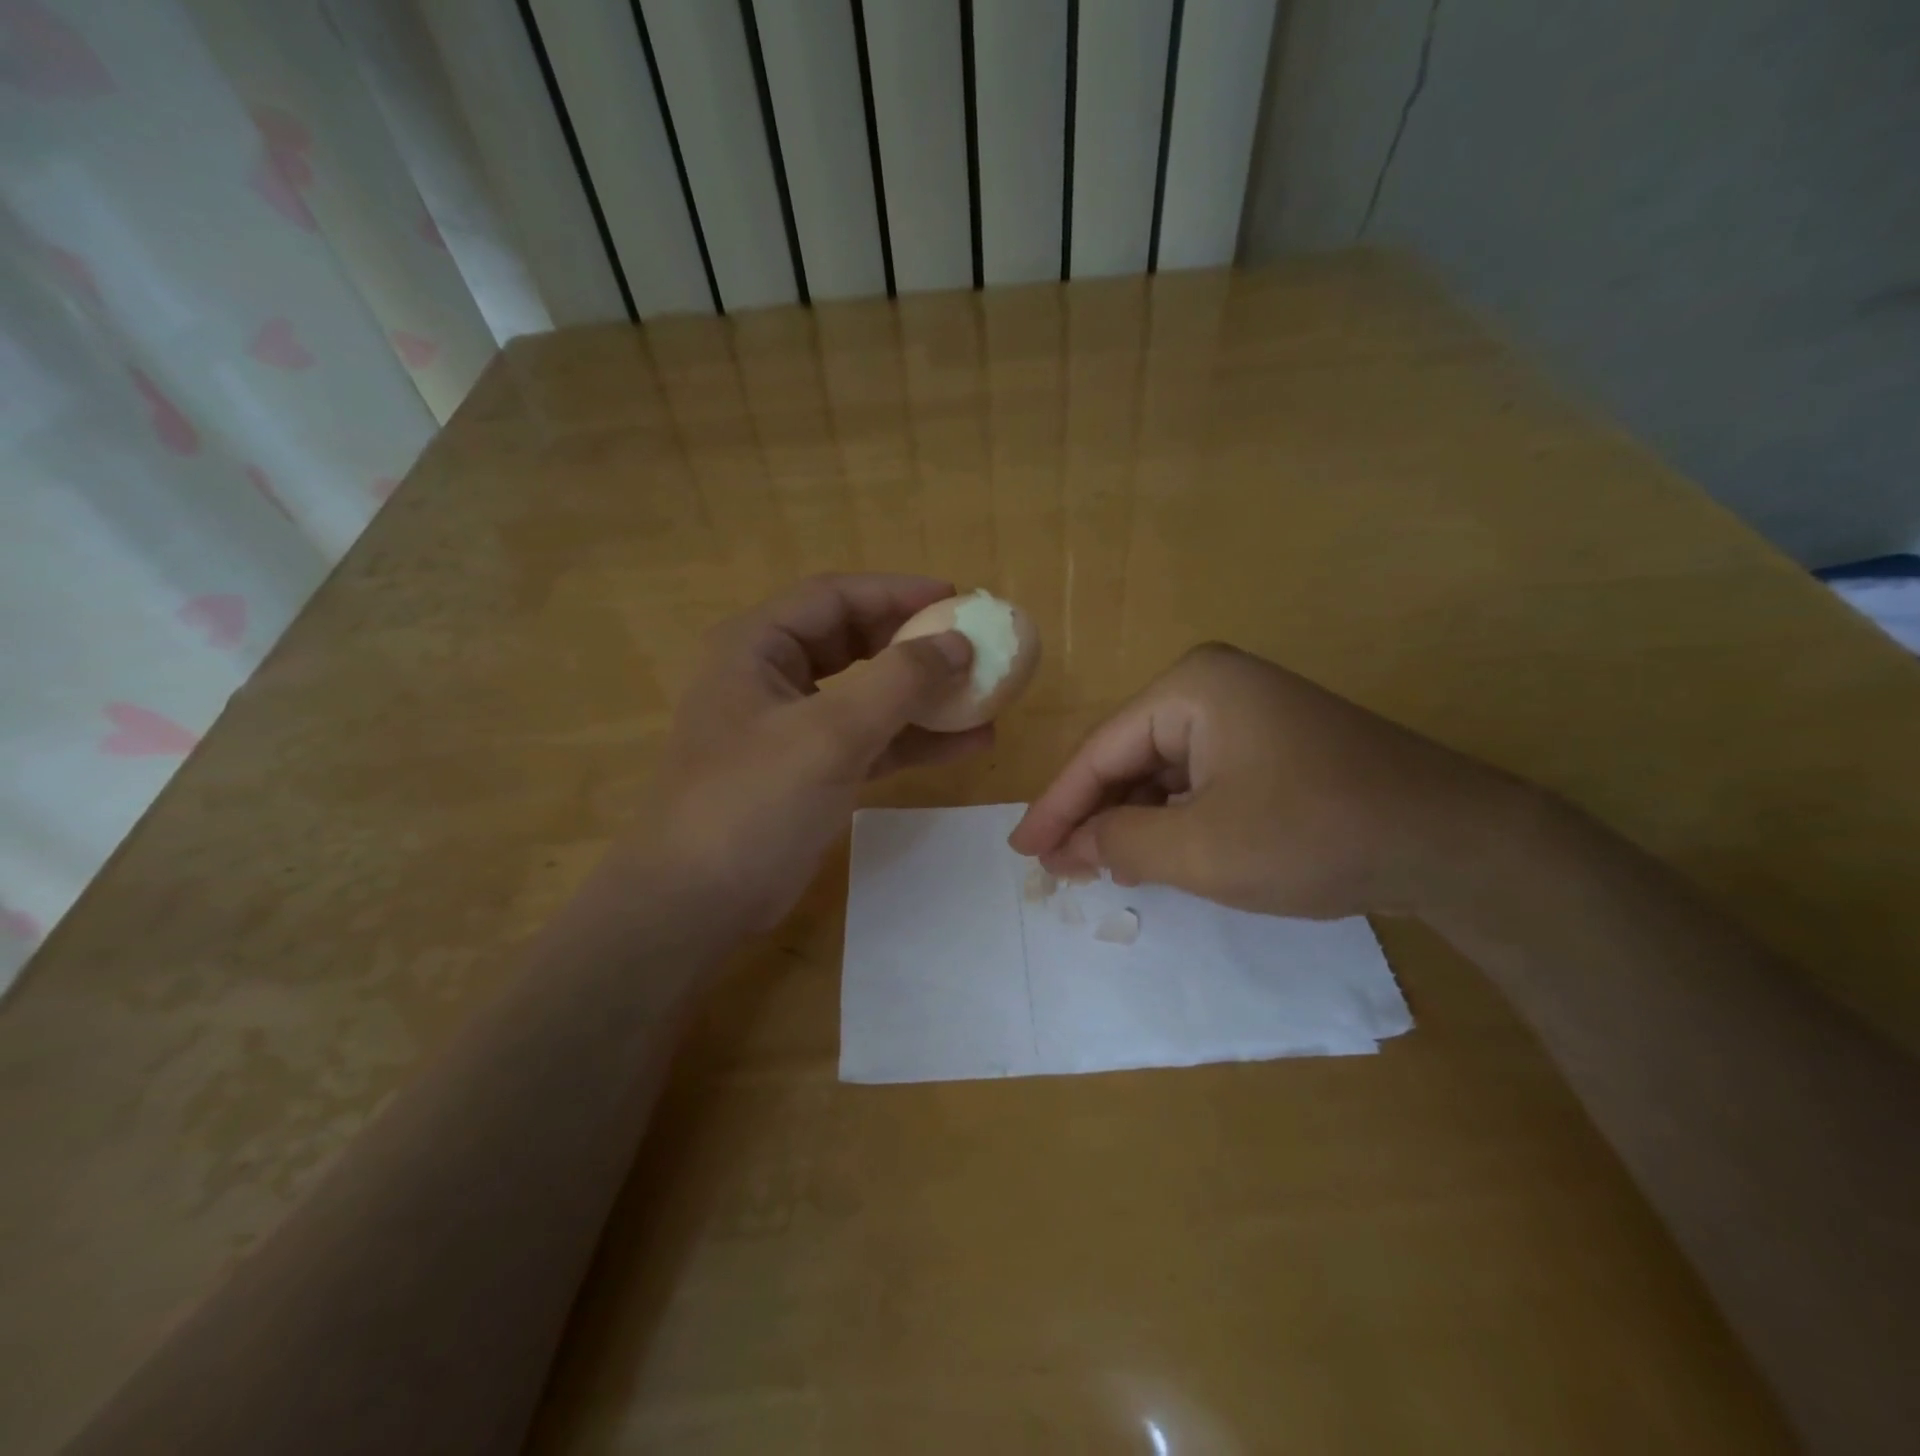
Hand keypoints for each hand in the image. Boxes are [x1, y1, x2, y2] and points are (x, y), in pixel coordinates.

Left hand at [626, 575, 990, 932]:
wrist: (700, 901)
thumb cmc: (754, 801)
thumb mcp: (831, 733)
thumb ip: (899, 681)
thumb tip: (958, 643)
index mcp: (757, 647)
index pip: (834, 597)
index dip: (896, 591)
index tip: (955, 598)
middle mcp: (771, 676)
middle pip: (853, 640)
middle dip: (912, 643)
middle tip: (970, 645)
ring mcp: (791, 727)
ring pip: (866, 694)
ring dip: (921, 696)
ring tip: (983, 696)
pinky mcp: (809, 771)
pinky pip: (869, 740)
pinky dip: (912, 740)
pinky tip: (966, 743)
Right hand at [1010, 643, 1519, 919]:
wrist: (1456, 843)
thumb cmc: (1314, 834)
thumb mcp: (1201, 850)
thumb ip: (1120, 843)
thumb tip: (1072, 845)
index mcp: (1190, 689)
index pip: (1100, 751)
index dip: (1056, 807)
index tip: (1020, 851)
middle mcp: (1214, 687)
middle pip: (1129, 757)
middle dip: (1094, 814)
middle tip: (1056, 866)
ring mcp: (1248, 713)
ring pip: (1163, 772)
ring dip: (1132, 820)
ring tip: (1097, 867)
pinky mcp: (1273, 744)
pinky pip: (1201, 779)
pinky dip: (1174, 818)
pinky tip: (1156, 853)